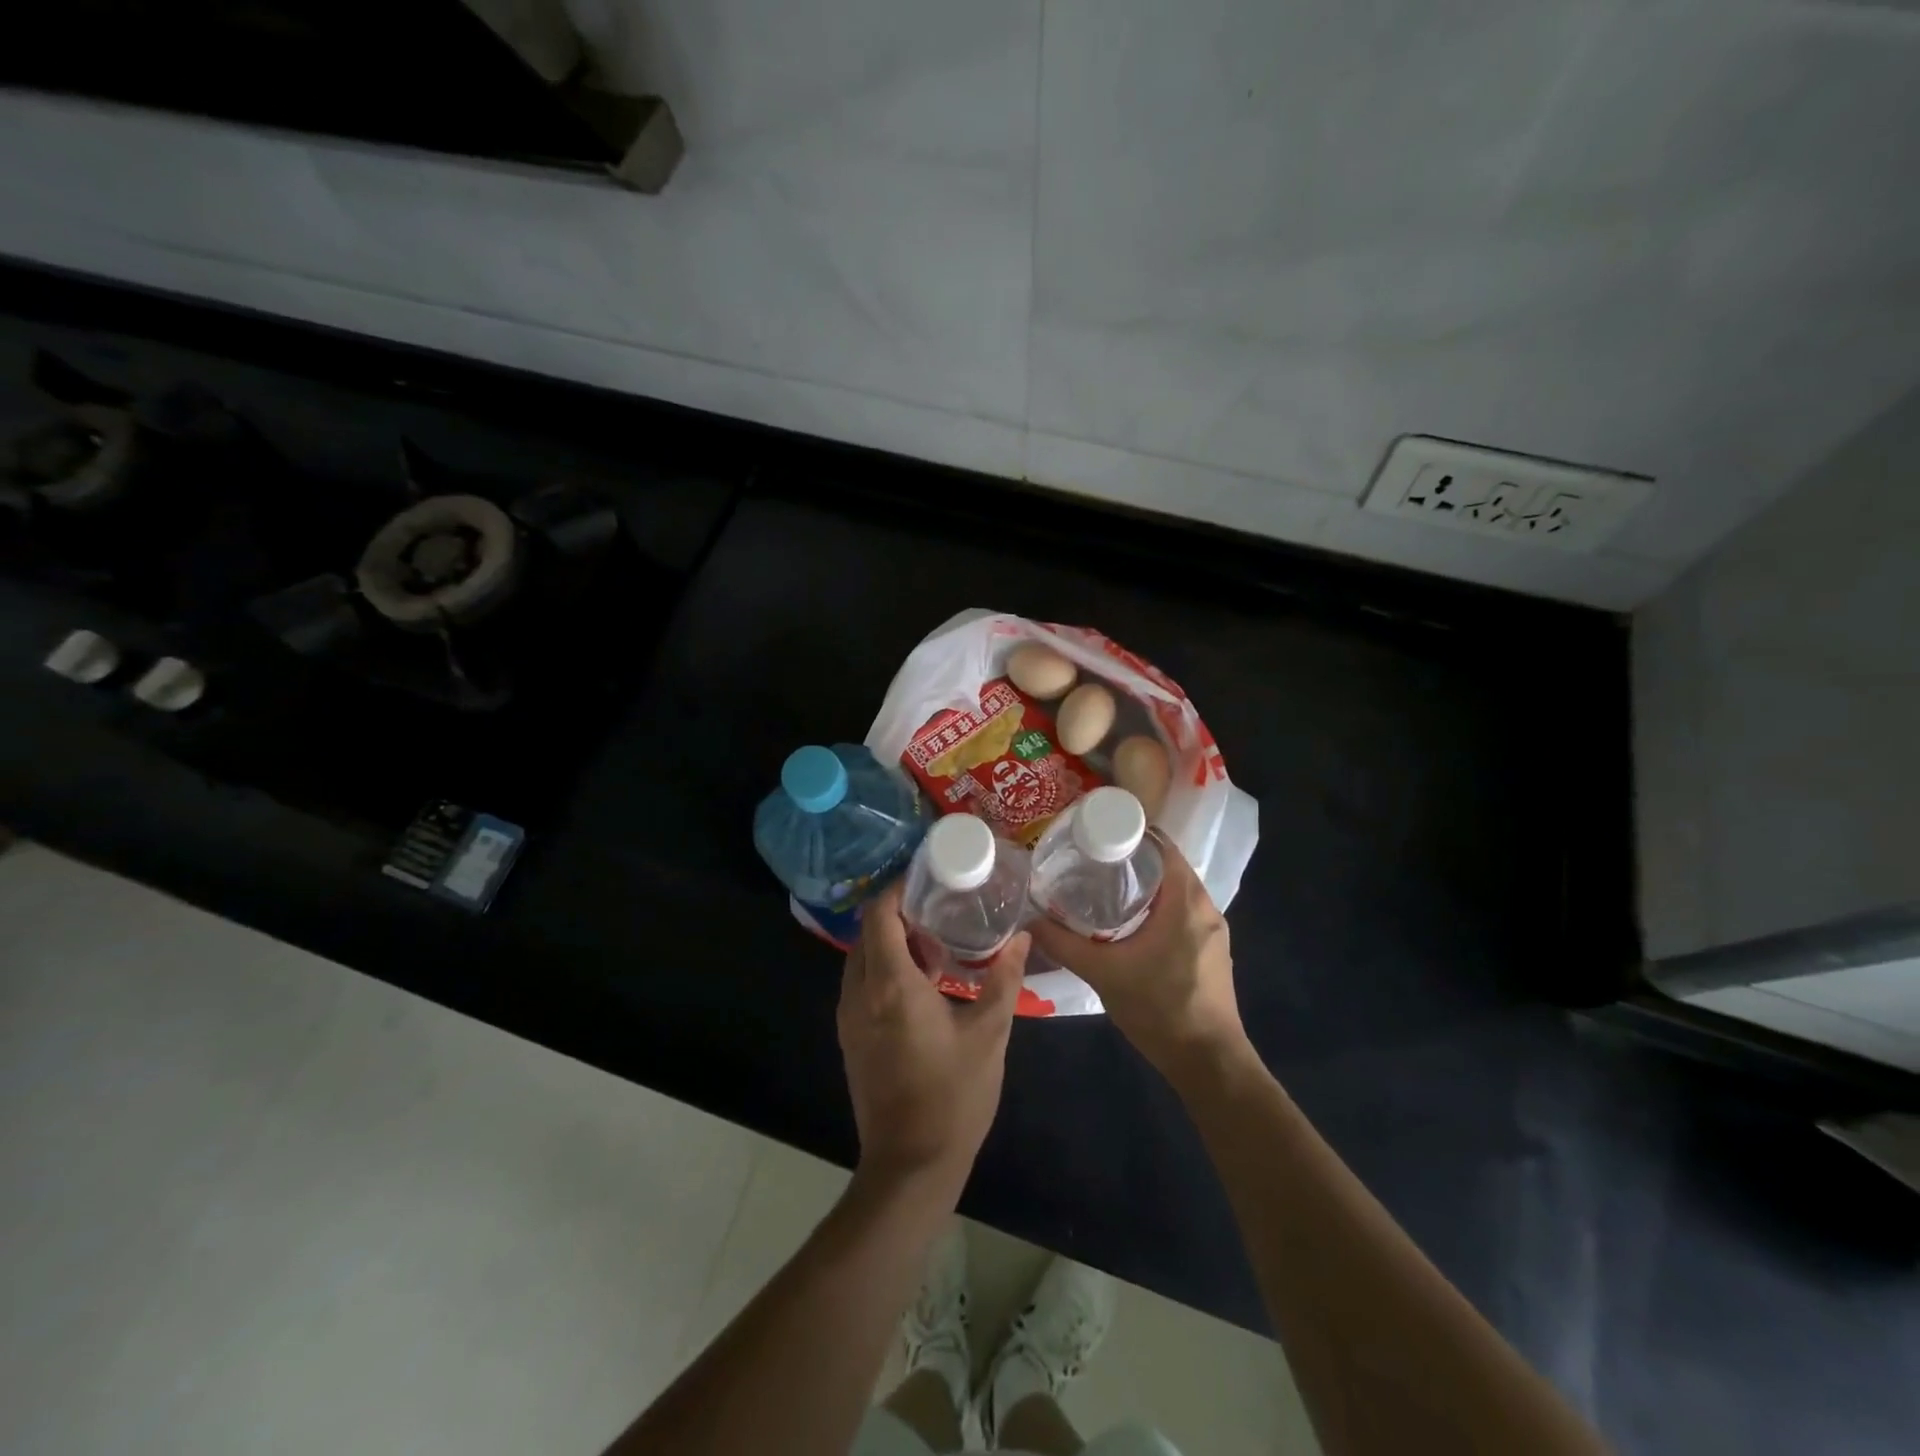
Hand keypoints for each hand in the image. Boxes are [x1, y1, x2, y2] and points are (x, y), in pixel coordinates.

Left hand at [837, 881, 1029, 1193]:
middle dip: (899, 913)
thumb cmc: (953, 1097)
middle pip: (868, 931)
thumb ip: (1003, 979)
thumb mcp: (989, 1034)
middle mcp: (859, 993)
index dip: (899, 888)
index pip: (879, 914)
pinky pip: (862, 983)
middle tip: (940, 907)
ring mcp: (849, 1016)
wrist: (910, 1166)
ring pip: (862, 957)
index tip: (930, 879)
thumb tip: (1021, 938)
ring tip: (937, 940)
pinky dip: (884, 967)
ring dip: (891, 941)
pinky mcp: (850, 1036)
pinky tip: (923, 981)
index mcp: (890, 985)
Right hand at [1030, 837, 1245, 1084]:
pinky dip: (1157, 906)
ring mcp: (1212, 930)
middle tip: (1090, 859)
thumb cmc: (1160, 1008)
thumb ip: (1064, 944)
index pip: (1161, 845)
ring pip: (1175, 891)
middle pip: (1167, 865)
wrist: (1208, 1062)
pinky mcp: (1210, 951)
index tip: (1096, 833)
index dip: (1130, 833)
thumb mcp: (1103, 973)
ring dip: (1144, 884)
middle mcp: (1206, 907)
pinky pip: (1182, 912)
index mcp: (1186, 900)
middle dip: (1131, 859)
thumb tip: (1029, 920)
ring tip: (1102, 886)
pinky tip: (1127, 922)